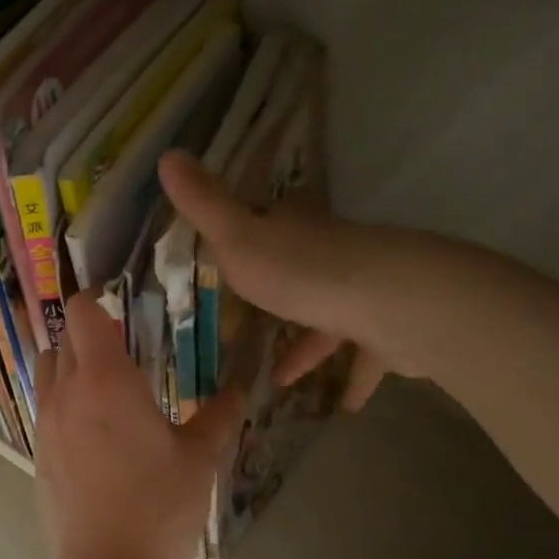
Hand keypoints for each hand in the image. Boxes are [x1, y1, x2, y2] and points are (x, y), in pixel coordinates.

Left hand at [34, 291, 244, 558]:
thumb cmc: (159, 508)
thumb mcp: (199, 458)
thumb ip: (218, 415)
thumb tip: (240, 388)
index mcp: (103, 380)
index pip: (81, 312)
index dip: (96, 299)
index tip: (121, 305)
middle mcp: (64, 393)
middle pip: (62, 339)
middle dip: (88, 333)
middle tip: (125, 348)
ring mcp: (44, 424)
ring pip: (47, 372)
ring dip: (70, 365)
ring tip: (107, 387)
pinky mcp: (38, 454)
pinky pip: (45, 408)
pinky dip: (63, 401)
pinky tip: (95, 430)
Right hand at [158, 150, 431, 408]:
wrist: (392, 304)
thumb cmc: (304, 272)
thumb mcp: (237, 238)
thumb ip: (204, 204)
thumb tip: (167, 153)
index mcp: (295, 229)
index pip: (268, 220)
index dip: (246, 232)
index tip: (226, 253)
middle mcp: (331, 253)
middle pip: (301, 267)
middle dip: (277, 292)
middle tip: (247, 323)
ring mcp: (363, 290)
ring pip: (331, 314)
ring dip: (310, 345)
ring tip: (282, 378)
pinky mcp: (389, 327)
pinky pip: (366, 356)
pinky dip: (354, 378)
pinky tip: (341, 406)